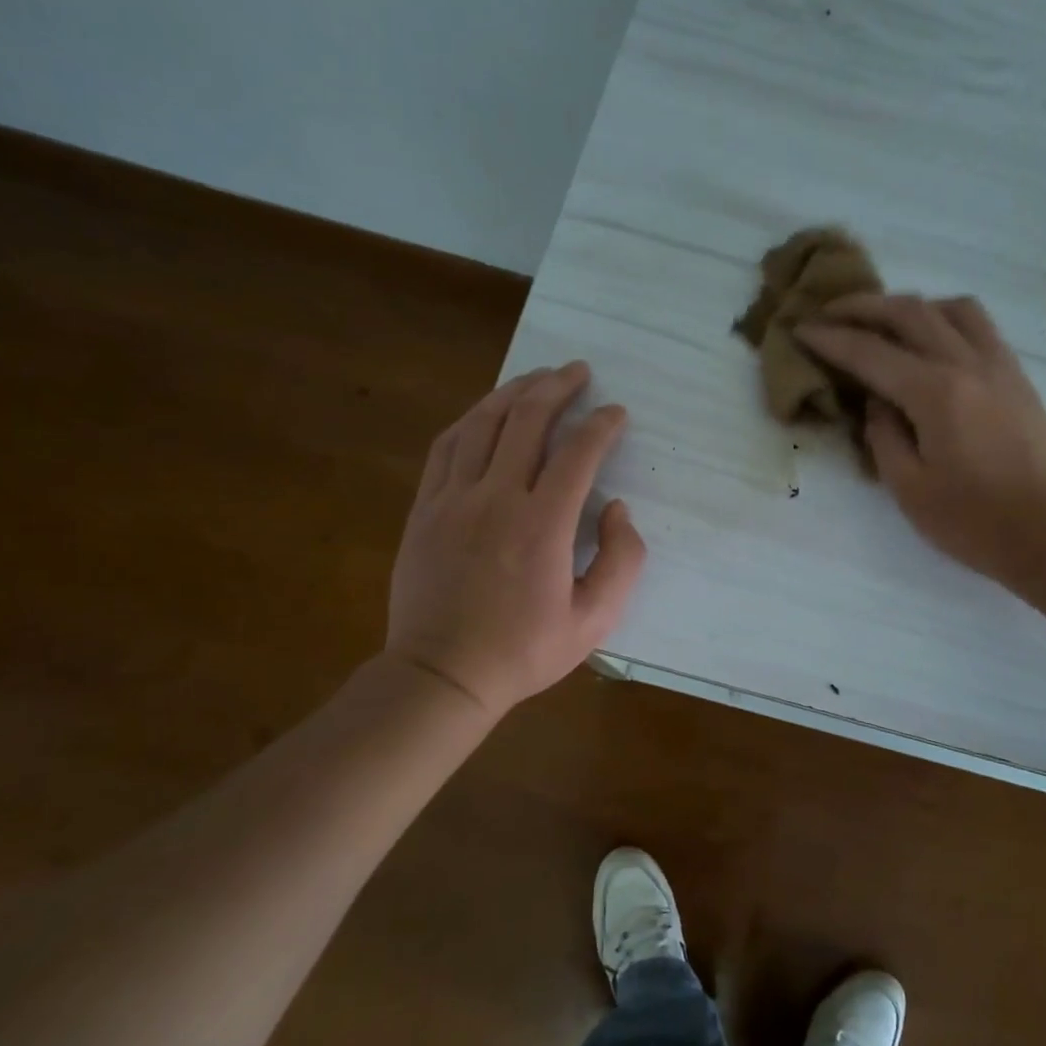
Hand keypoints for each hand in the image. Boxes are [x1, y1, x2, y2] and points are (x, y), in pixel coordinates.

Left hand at [386, 362, 645, 718]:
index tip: (617, 413)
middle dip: (558, 388)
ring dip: (514, 393)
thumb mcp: (594, 620)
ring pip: (483, 424)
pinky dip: (471, 420)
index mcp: (542, 526)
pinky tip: (485, 411)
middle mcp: (497, 498)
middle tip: (578, 371)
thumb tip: (617, 509)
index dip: (602, 426)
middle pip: (528, 421)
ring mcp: (453, 499)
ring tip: (536, 378)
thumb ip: (621, 561)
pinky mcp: (425, 508)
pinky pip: (446, 447)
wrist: (442, 674)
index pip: (578, 454)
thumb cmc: (524, 651)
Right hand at [796, 296, 1045, 592]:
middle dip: (862, 307)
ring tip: (883, 323)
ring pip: (950, 307)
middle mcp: (968, 364)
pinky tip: (930, 341)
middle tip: (829, 311)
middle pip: (909, 312)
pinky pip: (977, 326)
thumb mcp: (910, 488)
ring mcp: (998, 365)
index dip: (831, 339)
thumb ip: (884, 437)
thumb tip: (877, 403)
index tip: (800, 329)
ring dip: (909, 305)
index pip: (871, 353)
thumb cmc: (974, 522)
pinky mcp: (1017, 376)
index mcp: (936, 393)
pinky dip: (944, 318)